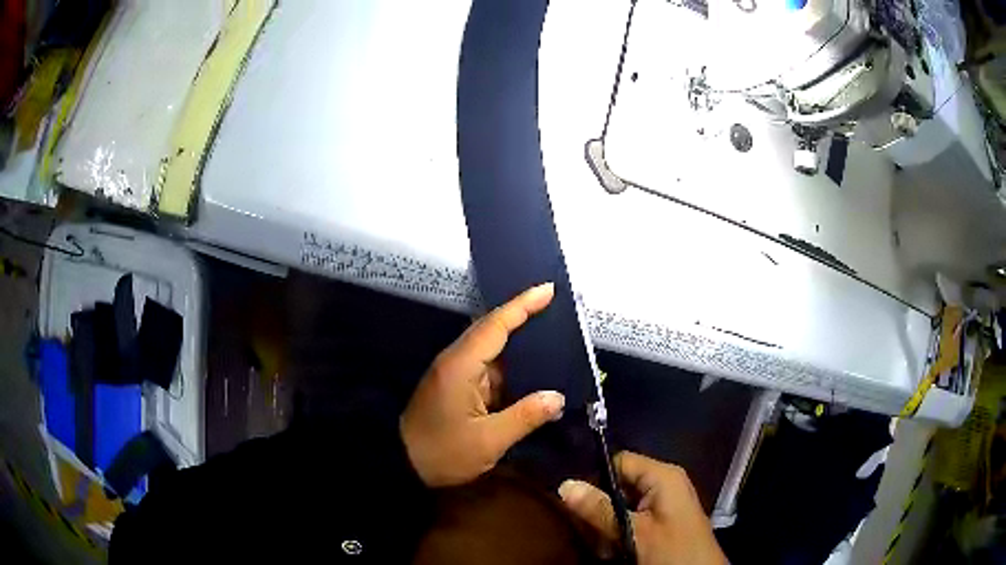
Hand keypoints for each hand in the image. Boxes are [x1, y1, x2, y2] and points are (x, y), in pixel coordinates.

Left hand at [401, 283, 565, 486]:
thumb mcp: (488, 440)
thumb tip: (558, 397)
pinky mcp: (456, 386)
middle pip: (493, 329)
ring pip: (492, 350)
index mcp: (461, 365)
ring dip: (520, 343)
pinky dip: (512, 367)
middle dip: (524, 316)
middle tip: (558, 308)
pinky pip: (489, 369)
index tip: (549, 289)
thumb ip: (525, 416)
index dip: (523, 305)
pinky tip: (535, 372)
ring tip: (555, 336)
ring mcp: (455, 373)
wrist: (401, 464)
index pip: (496, 325)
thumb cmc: (443, 452)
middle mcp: (457, 361)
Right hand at [559, 451, 727, 564]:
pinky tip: (614, 550)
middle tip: (589, 530)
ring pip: (623, 506)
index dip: (595, 476)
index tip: (573, 500)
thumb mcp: (634, 532)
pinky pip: (633, 520)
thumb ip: (600, 509)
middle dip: (601, 508)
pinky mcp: (662, 522)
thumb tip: (564, 484)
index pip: (620, 461)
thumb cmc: (672, 550)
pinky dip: (620, 533)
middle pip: (619, 485)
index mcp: (663, 476)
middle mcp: (664, 484)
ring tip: (604, 546)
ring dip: (608, 526)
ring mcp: (664, 504)